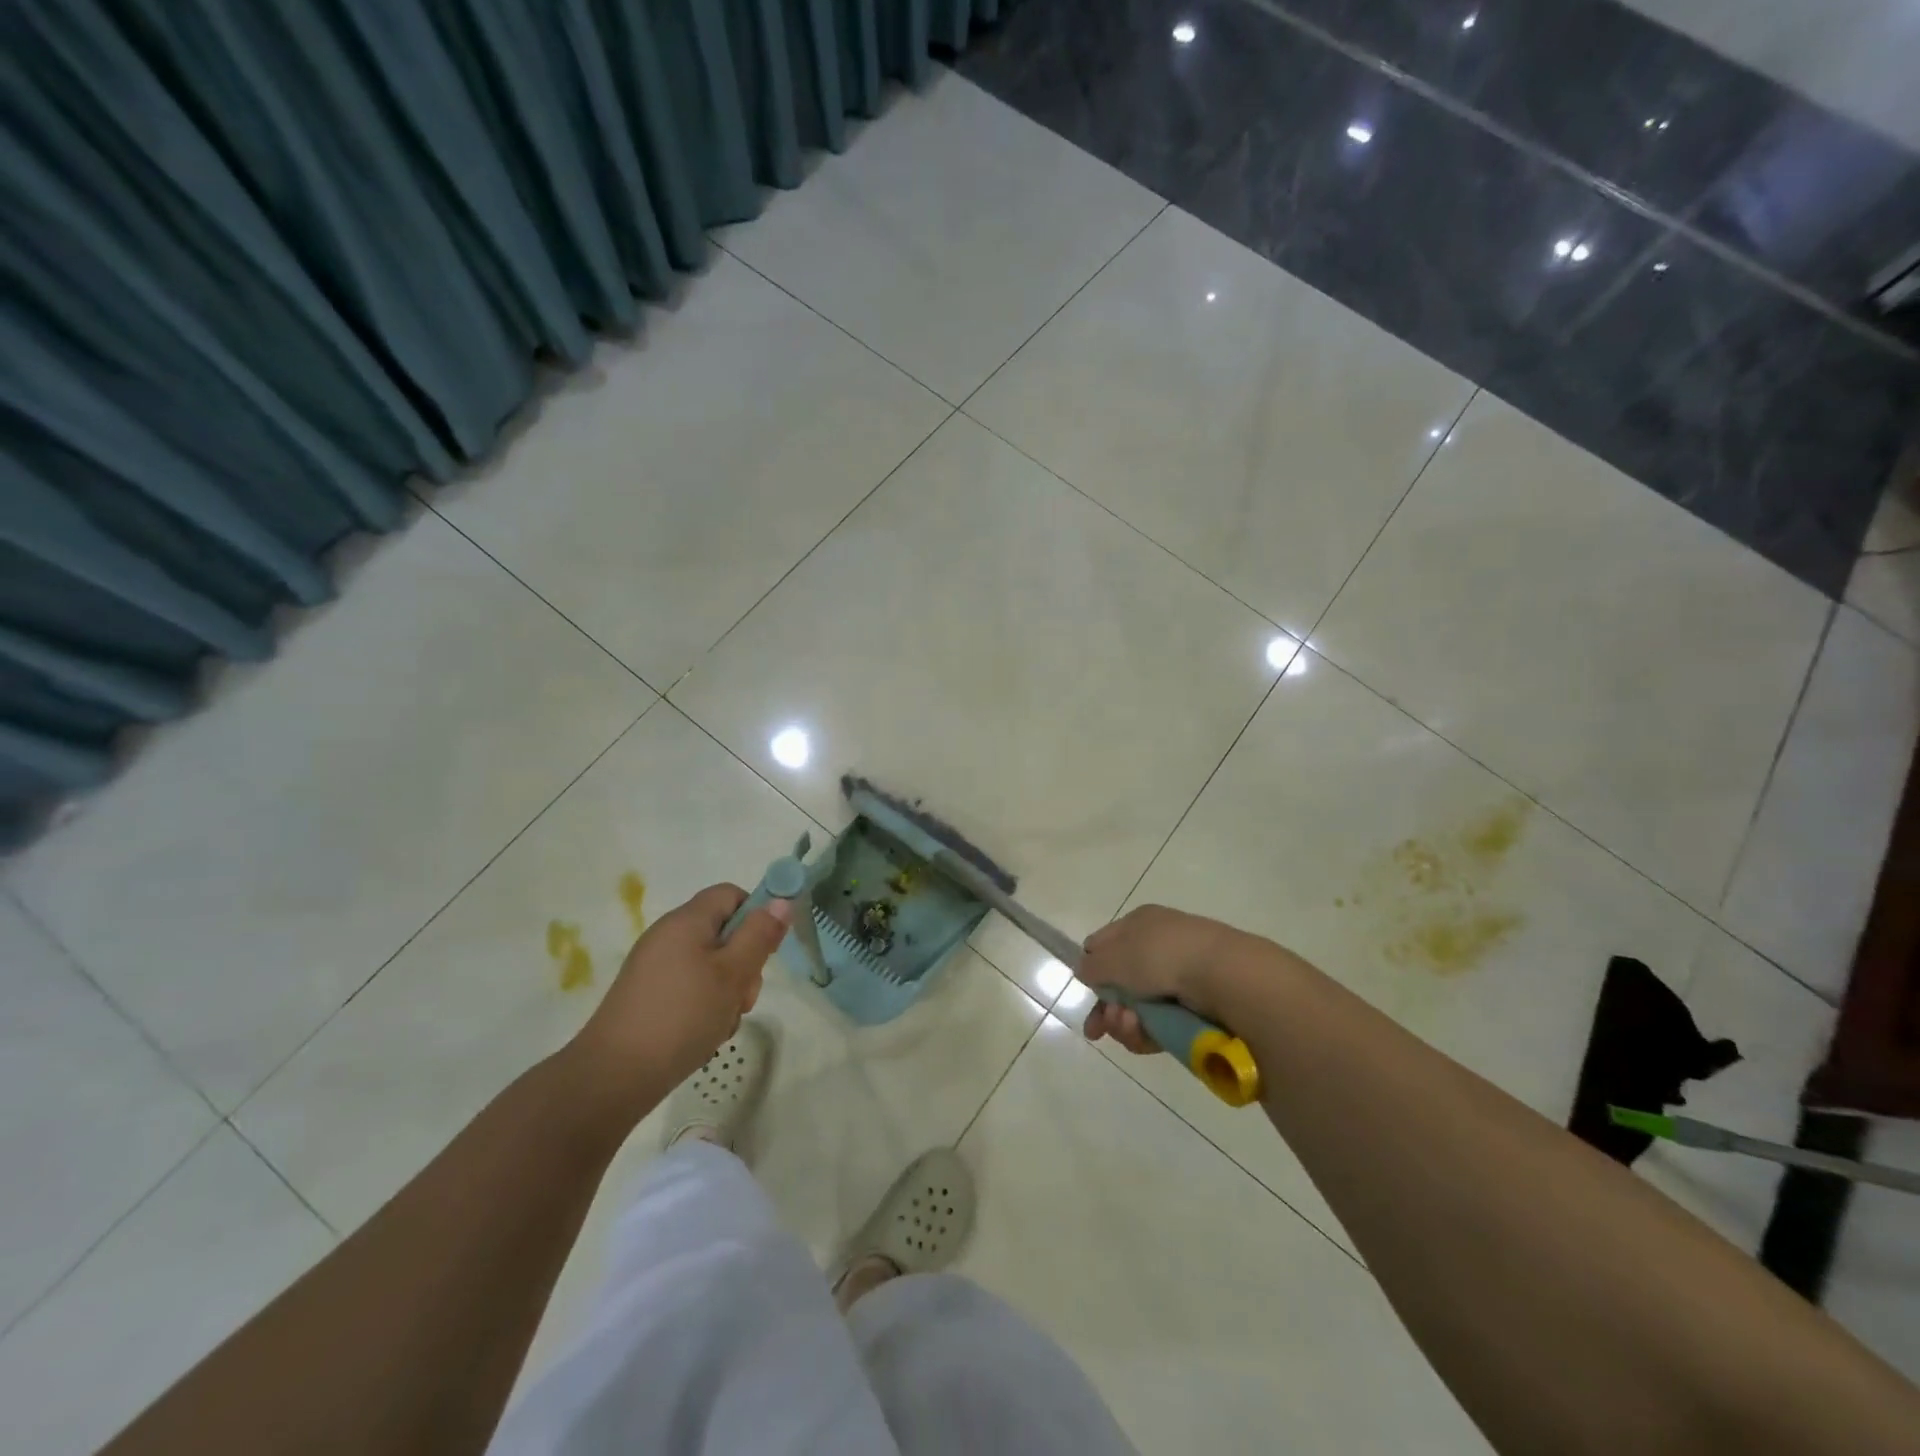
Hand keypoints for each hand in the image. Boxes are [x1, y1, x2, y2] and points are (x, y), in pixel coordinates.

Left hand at [568, 884, 791, 1120]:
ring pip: (711, 966)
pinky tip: (704, 1035)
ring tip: (722, 1022)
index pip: (731, 894)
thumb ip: (759, 935)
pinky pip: (690, 988)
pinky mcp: (648, 996)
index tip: (765, 950)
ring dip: (727, 991)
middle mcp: (668, 936)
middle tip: (744, 997)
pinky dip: (705, 1007)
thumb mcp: (732, 974)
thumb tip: (781, 901)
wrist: (613, 1076)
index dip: (755, 914)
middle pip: (723, 933)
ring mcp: (655, 968)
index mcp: (686, 920)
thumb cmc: (681, 1016)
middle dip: (744, 963)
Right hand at [1079, 904, 1244, 1054]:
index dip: (1092, 968)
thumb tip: (1085, 970)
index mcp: (1140, 923)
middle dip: (1107, 1007)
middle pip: (1120, 983)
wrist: (1223, 976)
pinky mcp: (1195, 1009)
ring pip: (1138, 1008)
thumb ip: (1092, 965)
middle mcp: (1158, 947)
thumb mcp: (1113, 956)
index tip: (1086, 990)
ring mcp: (1179, 978)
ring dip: (1125, 1023)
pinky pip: (1161, 1025)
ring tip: (1130, 1027)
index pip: (1105, 943)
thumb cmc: (1161, 956)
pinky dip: (1148, 1033)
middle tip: (1100, 1027)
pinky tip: (1145, 1036)